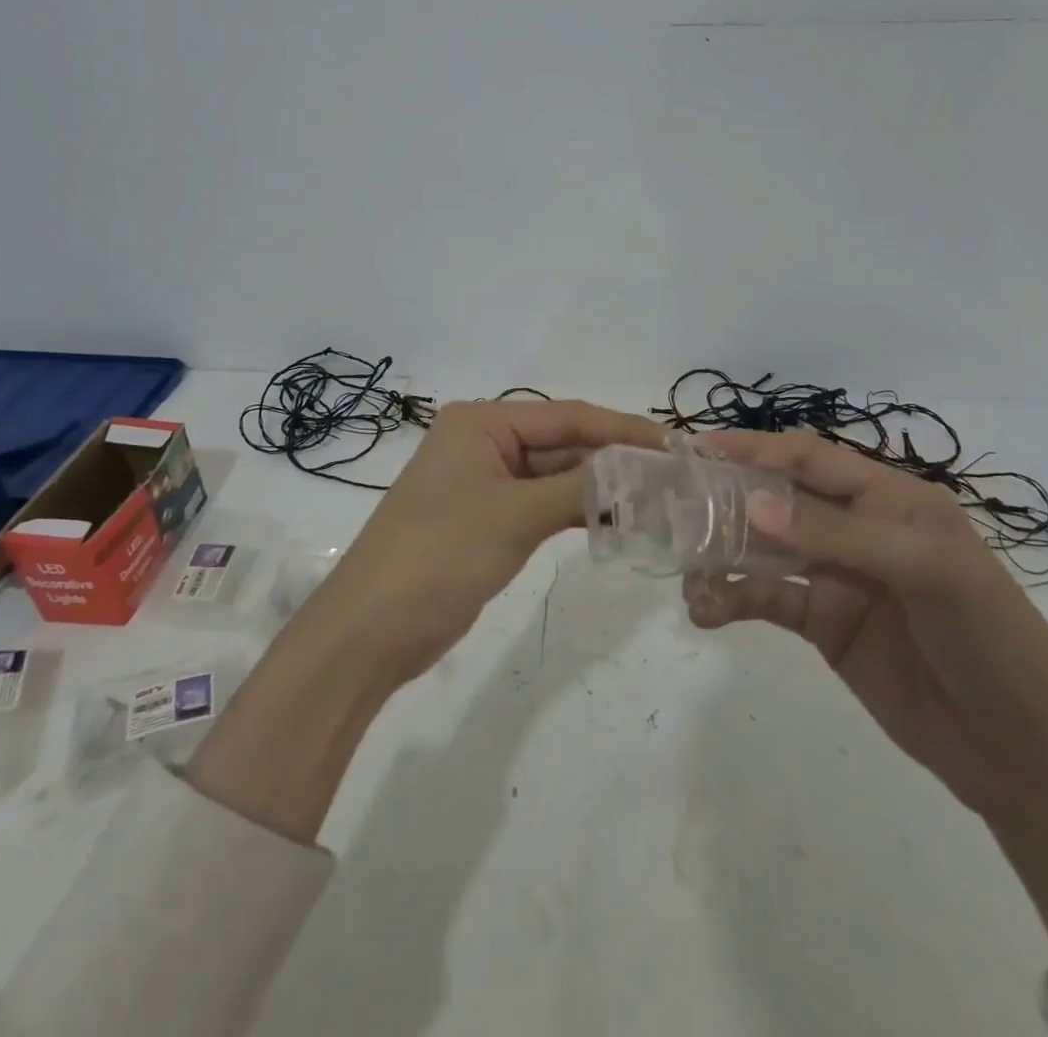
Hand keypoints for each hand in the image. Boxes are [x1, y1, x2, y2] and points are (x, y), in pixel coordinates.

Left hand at [324, 398, 667, 681]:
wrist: (371, 630)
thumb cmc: (439, 555)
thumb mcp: (514, 516)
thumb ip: (579, 488)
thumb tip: (637, 469)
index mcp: (482, 422)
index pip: (567, 415)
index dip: (623, 429)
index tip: (676, 444)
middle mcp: (483, 441)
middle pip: (562, 442)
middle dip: (615, 459)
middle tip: (676, 476)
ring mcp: (484, 482)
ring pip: (555, 475)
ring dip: (600, 487)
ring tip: (659, 499)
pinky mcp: (487, 519)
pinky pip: (542, 504)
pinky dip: (576, 511)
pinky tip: (618, 521)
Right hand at [682, 427, 1047, 815]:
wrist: (1026, 757)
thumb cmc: (990, 641)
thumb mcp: (925, 571)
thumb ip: (836, 534)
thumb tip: (752, 503)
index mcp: (890, 499)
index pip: (811, 458)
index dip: (757, 448)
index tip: (700, 450)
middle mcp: (857, 528)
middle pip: (779, 499)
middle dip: (727, 499)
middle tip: (674, 508)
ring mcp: (837, 576)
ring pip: (764, 549)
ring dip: (722, 554)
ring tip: (685, 570)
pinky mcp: (824, 623)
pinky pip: (767, 598)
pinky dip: (732, 599)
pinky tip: (706, 611)